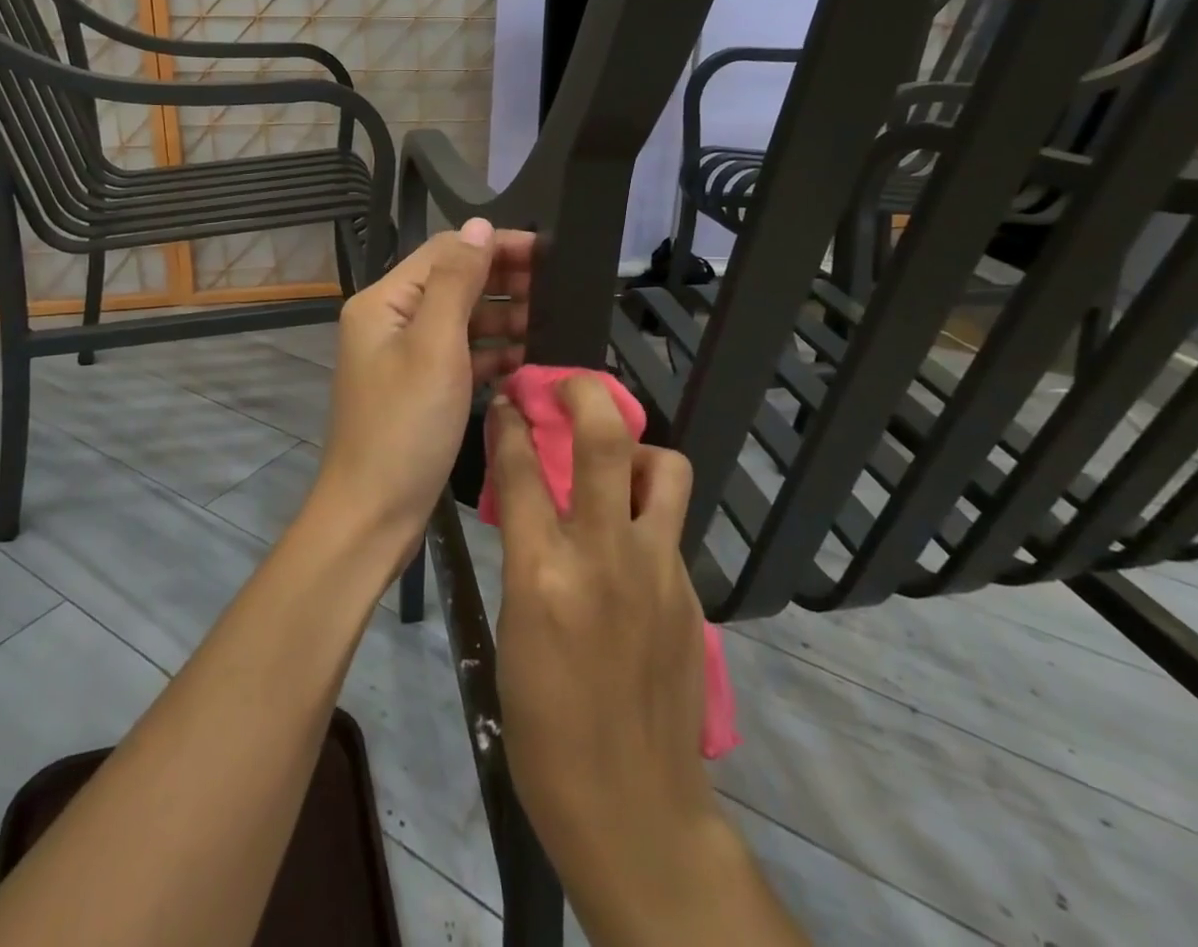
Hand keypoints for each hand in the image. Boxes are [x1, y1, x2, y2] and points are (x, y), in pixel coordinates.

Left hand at [311, 218, 532, 560]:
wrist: (373, 515)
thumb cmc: (405, 426)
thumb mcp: (435, 346)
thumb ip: (457, 281)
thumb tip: (480, 224)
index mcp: (385, 301)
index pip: (445, 252)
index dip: (495, 246)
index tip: (547, 252)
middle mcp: (391, 321)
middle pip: (454, 284)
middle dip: (503, 281)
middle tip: (556, 290)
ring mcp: (405, 357)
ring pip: (461, 321)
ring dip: (502, 318)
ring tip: (549, 324)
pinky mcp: (421, 389)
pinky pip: (461, 356)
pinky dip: (492, 354)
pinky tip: (527, 360)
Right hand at [493, 377, 797, 946]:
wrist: (635, 809)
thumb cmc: (545, 730)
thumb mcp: (512, 634)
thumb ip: (527, 560)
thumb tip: (532, 510)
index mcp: (543, 574)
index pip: (521, 470)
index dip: (509, 424)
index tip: (507, 401)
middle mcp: (605, 555)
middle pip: (606, 440)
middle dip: (584, 393)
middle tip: (568, 387)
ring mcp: (658, 569)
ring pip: (665, 469)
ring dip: (639, 451)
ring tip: (618, 468)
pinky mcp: (690, 591)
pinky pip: (672, 524)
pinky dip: (650, 512)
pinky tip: (632, 543)